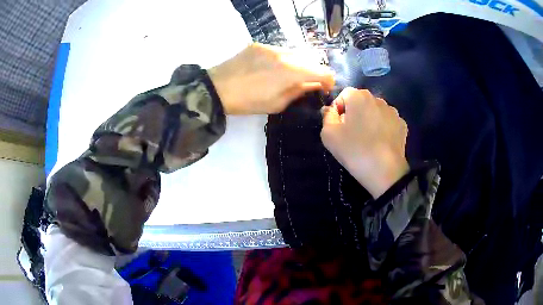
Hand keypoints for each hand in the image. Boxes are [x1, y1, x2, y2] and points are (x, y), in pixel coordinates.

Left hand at [208, 43, 334, 114]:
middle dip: (314, 71)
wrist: (217, 88)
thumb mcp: (277, 103)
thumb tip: (313, 85)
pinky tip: (273, 68)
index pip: (322, 70)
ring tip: (290, 75)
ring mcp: (271, 47)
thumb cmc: (248, 101)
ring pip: (295, 53)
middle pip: (311, 59)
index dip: (329, 80)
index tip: (325, 88)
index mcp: (291, 71)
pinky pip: (280, 50)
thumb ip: (300, 91)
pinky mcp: (259, 45)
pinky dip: (284, 59)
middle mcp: (285, 54)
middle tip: (309, 83)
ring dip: (299, 64)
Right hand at [321, 88, 408, 198]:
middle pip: (361, 102)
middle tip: (350, 133)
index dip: (337, 109)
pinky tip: (380, 143)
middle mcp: (378, 99)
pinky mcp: (402, 125)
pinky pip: (387, 122)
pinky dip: (383, 128)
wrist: (385, 172)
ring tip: (367, 139)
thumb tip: (330, 110)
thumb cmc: (354, 150)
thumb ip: (327, 117)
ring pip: (375, 111)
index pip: (343, 95)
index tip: (337, 126)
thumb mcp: (329, 135)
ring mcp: (393, 112)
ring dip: (369, 120)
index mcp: (358, 96)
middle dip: (354, 113)